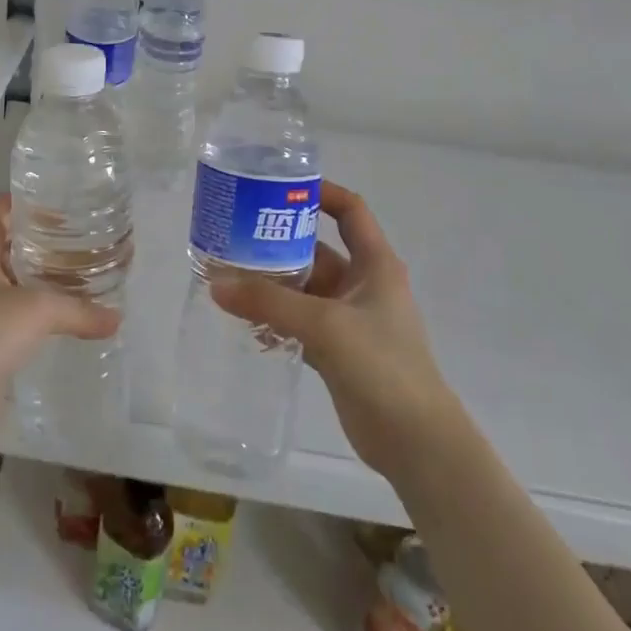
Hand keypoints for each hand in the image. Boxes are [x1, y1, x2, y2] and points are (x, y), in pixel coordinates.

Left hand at [0, 195, 118, 454]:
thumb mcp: (36, 310)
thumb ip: (79, 309)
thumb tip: (117, 319)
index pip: (2, 208)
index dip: (33, 202)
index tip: (71, 205)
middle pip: (13, 245)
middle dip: (49, 244)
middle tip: (91, 242)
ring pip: (17, 284)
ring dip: (47, 283)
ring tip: (90, 279)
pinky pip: (17, 320)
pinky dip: (41, 318)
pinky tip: (72, 322)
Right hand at [211, 181, 459, 481]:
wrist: (416, 443)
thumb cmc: (382, 366)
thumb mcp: (325, 326)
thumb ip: (269, 302)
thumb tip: (214, 282)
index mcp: (375, 264)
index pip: (350, 210)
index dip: (319, 192)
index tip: (277, 187)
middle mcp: (362, 285)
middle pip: (316, 249)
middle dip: (277, 241)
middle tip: (233, 234)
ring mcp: (349, 319)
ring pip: (303, 288)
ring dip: (271, 283)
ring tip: (227, 276)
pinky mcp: (337, 350)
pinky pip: (298, 321)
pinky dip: (274, 317)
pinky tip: (243, 321)